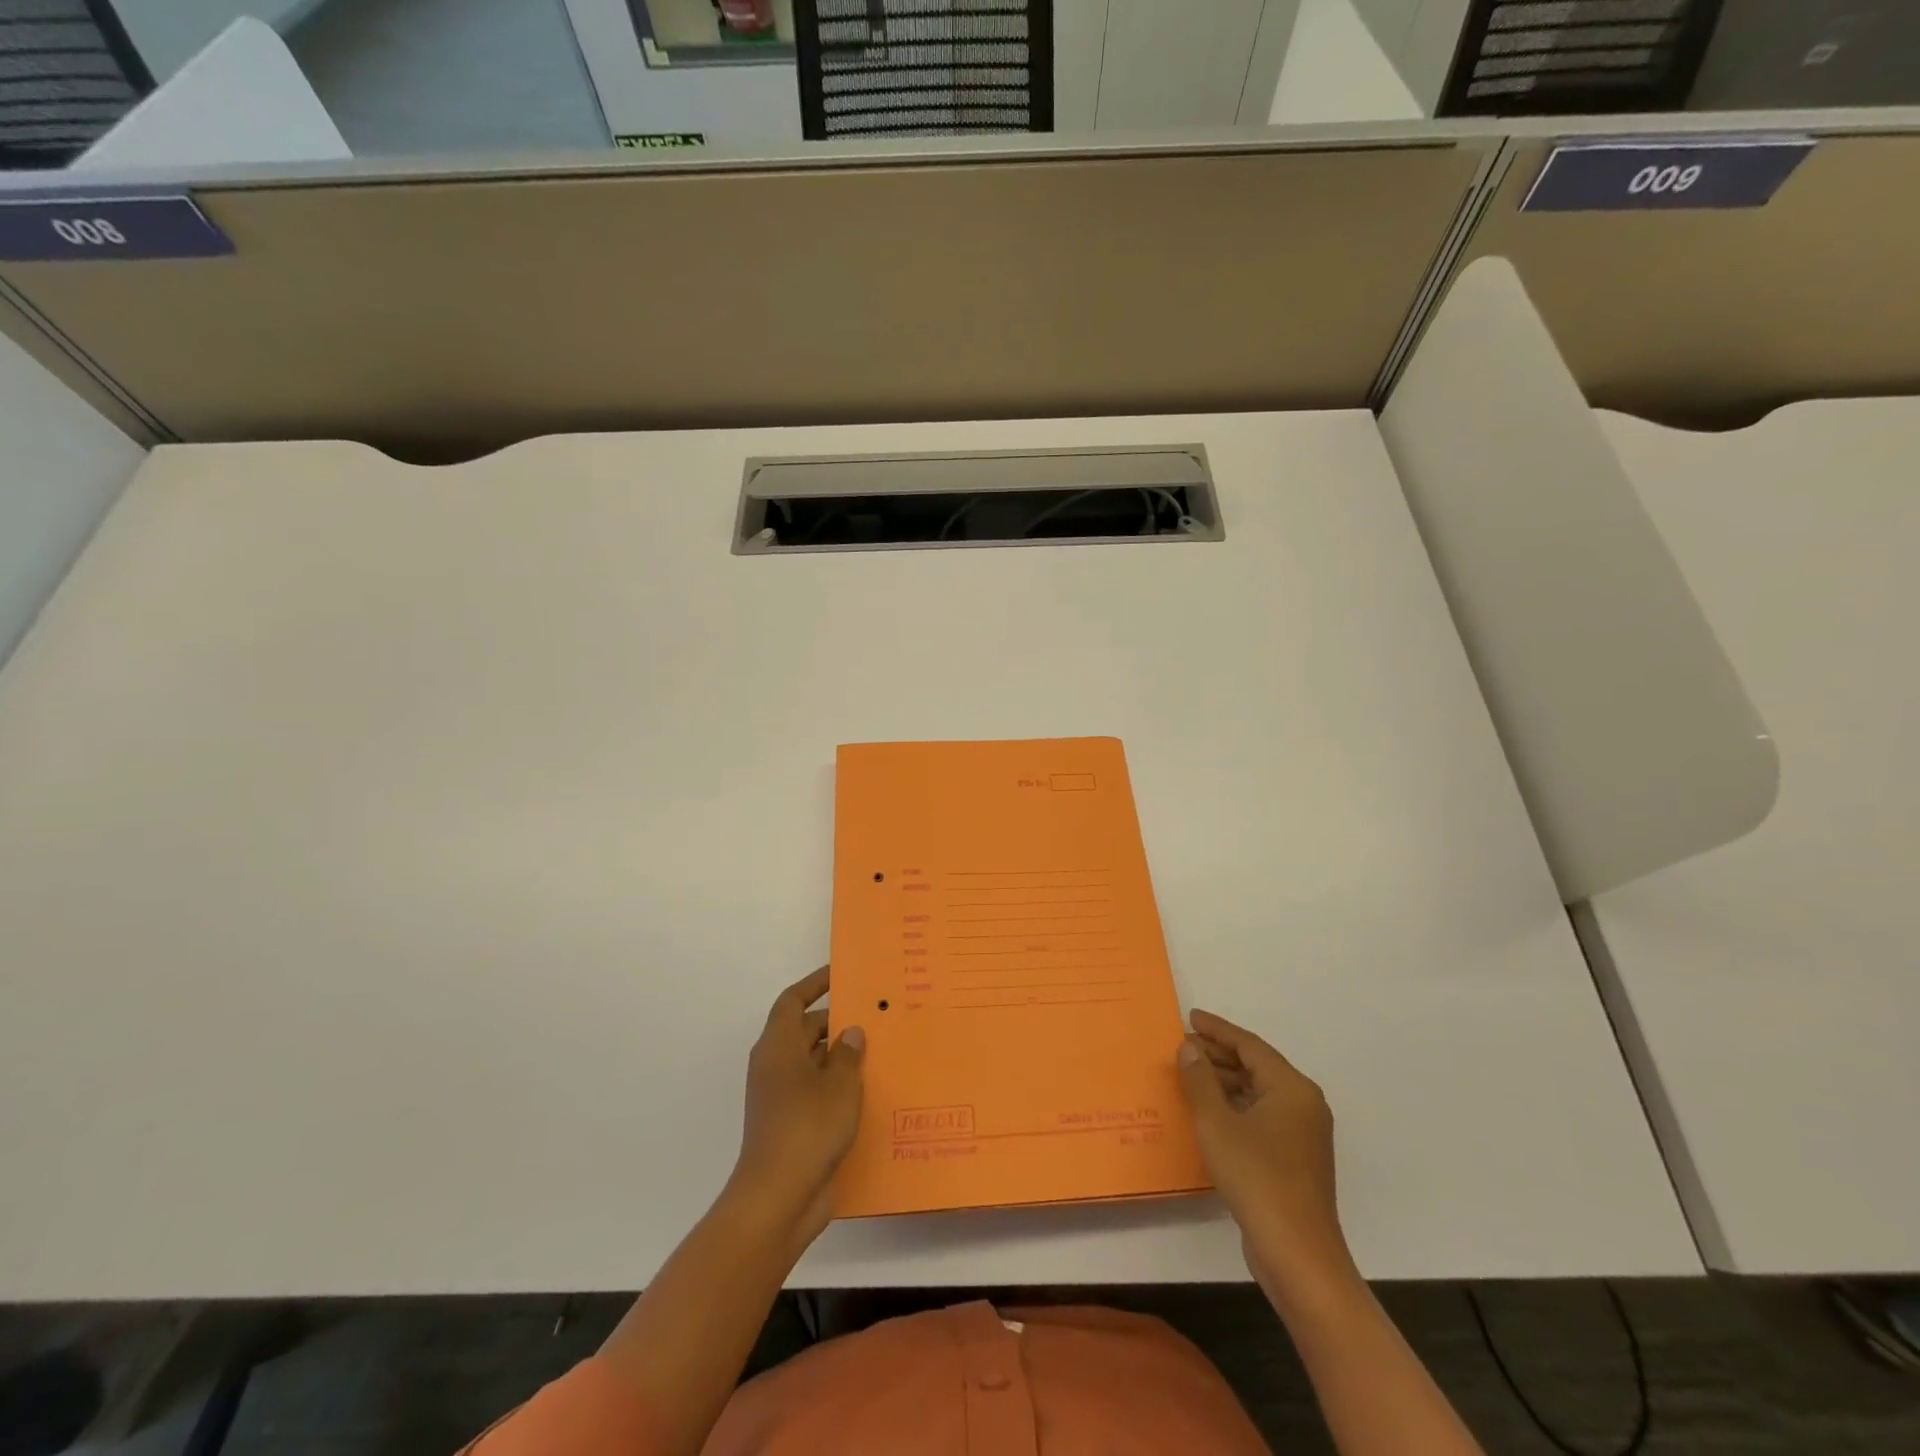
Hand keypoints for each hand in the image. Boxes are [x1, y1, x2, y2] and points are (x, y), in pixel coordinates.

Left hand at [729, 966, 865, 1250]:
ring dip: (841, 1057)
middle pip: (805, 1031)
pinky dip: (839, 1087)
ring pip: (814, 1063)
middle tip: (874, 1015)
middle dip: (837, 1022)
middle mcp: (775, 1067)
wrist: (779, 1198)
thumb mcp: (839, 1084)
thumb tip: (850, 1032)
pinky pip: (817, 1092)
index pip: (793, 1001)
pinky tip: (871, 1092)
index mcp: (778, 1046)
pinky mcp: (792, 1125)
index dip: (814, 984)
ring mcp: (781, 1098)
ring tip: (880, 1050)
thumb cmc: (807, 1127)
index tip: (841, 974)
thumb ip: (848, 1053)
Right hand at [1177, 1009, 1357, 1307]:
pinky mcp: (1295, 1161)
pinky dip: (1234, 1106)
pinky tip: (1208, 1113)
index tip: (1190, 1017)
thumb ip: (1199, 1080)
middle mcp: (1304, 1105)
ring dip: (1224, 1081)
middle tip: (1183, 1046)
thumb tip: (1189, 1049)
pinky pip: (1261, 1117)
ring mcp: (1302, 1135)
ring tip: (1189, 1075)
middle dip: (1219, 1055)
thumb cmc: (1256, 1178)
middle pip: (1257, 1067)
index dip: (1218, 1030)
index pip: (1250, 1045)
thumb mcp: (1216, 1123)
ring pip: (1258, 1093)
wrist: (1297, 1255)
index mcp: (1292, 1089)